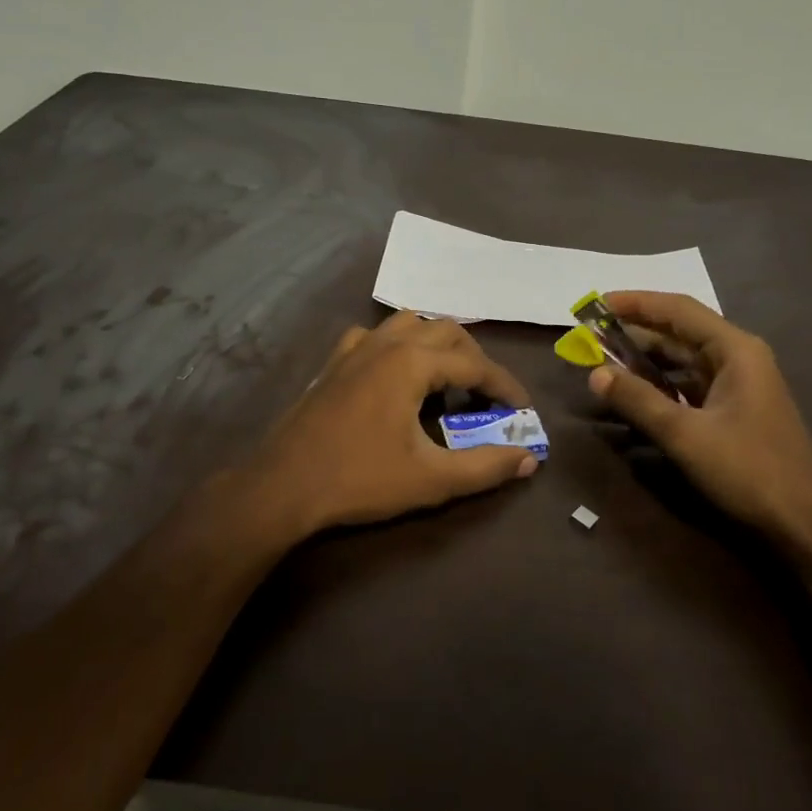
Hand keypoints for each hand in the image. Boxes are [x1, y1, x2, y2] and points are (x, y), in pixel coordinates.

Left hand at [239, 310, 539, 538]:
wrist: (284, 486)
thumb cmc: (360, 480)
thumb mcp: (431, 480)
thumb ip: (485, 467)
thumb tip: (528, 459)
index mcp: (412, 362)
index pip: (475, 364)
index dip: (505, 386)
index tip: (522, 409)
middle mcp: (386, 343)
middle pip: (446, 331)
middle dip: (474, 359)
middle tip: (486, 396)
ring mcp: (355, 348)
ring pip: (409, 324)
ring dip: (436, 345)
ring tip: (446, 381)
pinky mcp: (334, 362)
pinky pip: (374, 337)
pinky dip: (397, 347)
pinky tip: (395, 375)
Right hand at [586, 291, 811, 554]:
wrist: (804, 523)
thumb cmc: (748, 470)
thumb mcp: (685, 434)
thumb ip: (638, 400)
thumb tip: (594, 373)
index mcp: (735, 350)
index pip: (678, 310)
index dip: (636, 303)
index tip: (597, 303)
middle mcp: (739, 357)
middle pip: (680, 332)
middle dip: (636, 332)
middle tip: (591, 334)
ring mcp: (739, 384)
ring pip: (684, 360)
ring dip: (646, 359)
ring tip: (605, 359)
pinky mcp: (735, 409)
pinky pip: (690, 384)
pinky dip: (661, 383)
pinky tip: (635, 390)